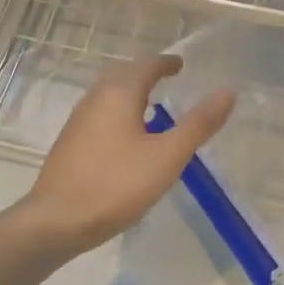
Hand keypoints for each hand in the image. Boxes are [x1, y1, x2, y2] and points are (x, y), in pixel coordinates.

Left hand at [19, 54, 233, 255]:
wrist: (56, 221)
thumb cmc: (116, 185)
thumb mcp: (167, 156)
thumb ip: (198, 124)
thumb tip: (227, 92)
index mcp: (119, 93)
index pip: (146, 65)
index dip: (166, 62)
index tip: (181, 65)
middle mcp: (95, 99)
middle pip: (123, 74)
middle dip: (146, 74)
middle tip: (168, 80)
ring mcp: (78, 121)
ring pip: (108, 95)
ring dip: (131, 94)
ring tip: (152, 108)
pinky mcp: (70, 144)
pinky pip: (100, 115)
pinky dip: (119, 113)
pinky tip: (128, 139)